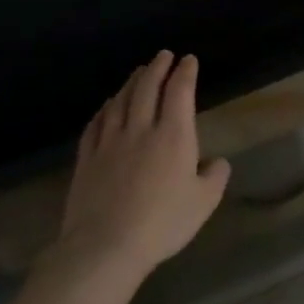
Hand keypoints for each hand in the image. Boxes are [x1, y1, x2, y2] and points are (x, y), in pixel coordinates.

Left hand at [53, 51, 231, 284]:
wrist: (104, 247)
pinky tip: (108, 106)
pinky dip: (105, 109)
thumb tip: (216, 162)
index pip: (180, 92)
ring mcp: (109, 144)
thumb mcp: (205, 201)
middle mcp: (141, 130)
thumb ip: (215, 176)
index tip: (189, 60)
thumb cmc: (163, 222)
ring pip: (120, 103)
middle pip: (147, 89)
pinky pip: (96, 125)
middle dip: (157, 68)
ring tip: (138, 73)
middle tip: (163, 55)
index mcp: (174, 136)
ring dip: (131, 83)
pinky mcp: (87, 160)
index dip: (185, 73)